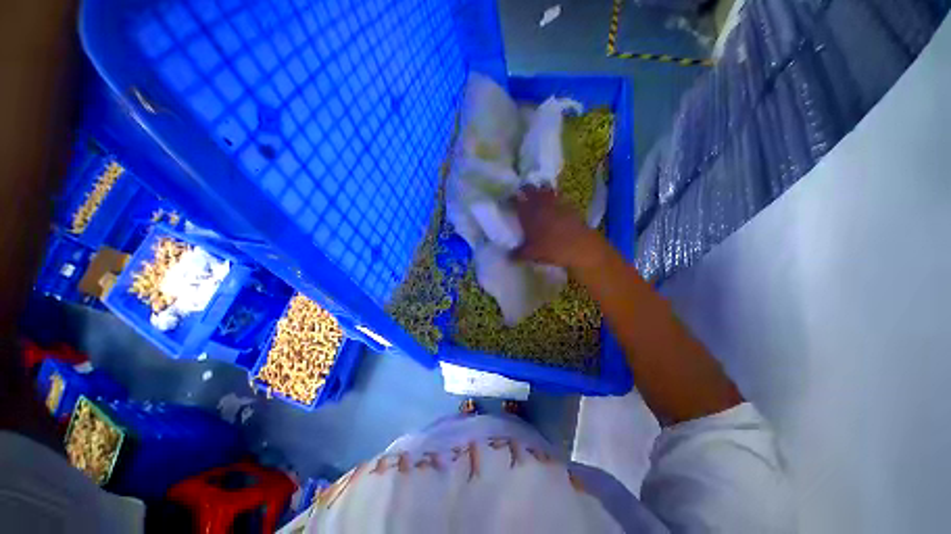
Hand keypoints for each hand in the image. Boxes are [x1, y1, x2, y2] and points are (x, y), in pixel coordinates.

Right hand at [512, 185, 601, 269]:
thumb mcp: (531, 254)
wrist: (581, 247)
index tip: (510, 201)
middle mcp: (541, 204)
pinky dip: (555, 198)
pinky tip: (555, 207)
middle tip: (523, 195)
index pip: (517, 199)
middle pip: (531, 189)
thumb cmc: (551, 249)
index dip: (512, 198)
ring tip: (539, 197)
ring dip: (541, 191)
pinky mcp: (569, 205)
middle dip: (526, 190)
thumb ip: (517, 253)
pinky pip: (559, 197)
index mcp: (529, 214)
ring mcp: (556, 202)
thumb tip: (509, 256)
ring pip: (546, 190)